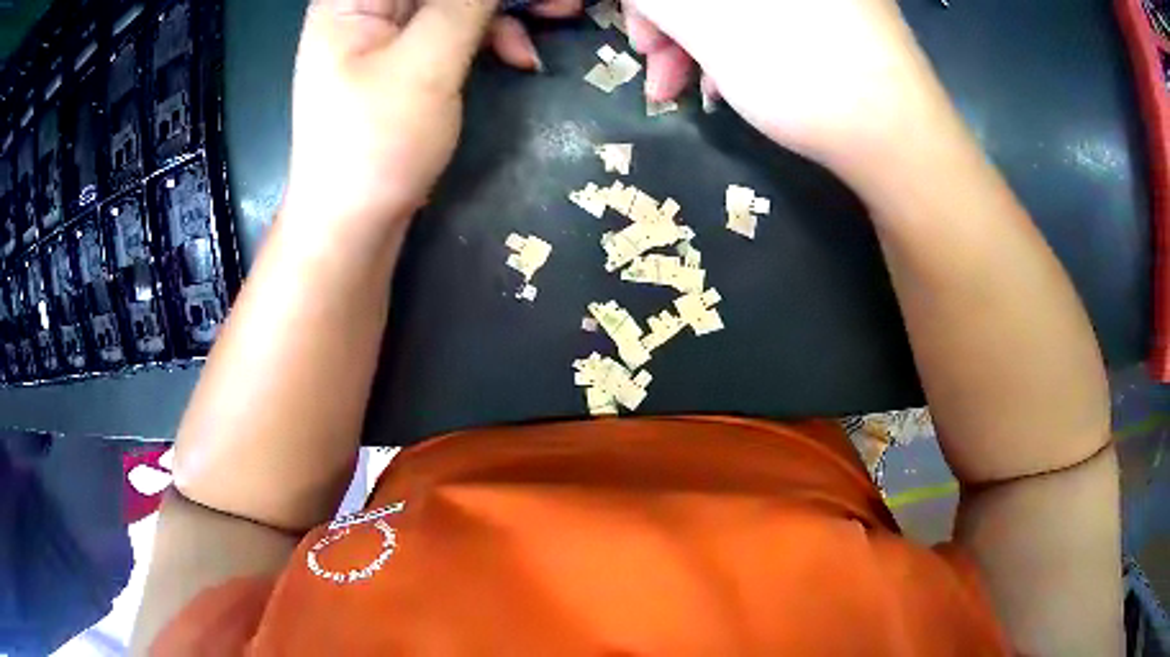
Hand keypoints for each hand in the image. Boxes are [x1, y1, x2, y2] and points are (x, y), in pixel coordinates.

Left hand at [283, 0, 580, 245]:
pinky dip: (493, 36)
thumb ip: (465, 3)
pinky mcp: (407, 57)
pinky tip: (519, 56)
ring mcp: (388, 32)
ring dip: (508, 10)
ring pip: (457, 1)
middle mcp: (369, 6)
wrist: (354, 225)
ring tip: (560, 16)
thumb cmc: (374, 146)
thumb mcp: (425, 64)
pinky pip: (458, 28)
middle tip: (562, 3)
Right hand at [624, 0, 952, 181]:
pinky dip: (742, 46)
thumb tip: (650, 2)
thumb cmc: (799, 70)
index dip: (649, 4)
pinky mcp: (841, 17)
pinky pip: (773, 19)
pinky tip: (737, 83)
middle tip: (661, 73)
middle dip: (674, 24)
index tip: (644, 41)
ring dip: (703, 42)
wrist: (899, 141)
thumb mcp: (706, 19)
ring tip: (696, 90)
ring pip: (740, 5)